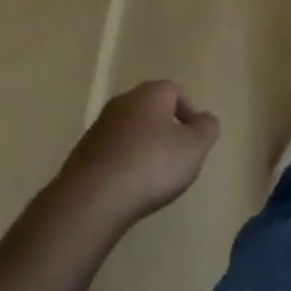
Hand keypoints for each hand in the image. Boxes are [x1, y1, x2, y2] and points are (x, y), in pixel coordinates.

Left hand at [58, 80, 219, 223]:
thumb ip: (207, 128)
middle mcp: (122, 102)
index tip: (194, 141)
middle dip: (167, 130)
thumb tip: (203, 119)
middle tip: (176, 158)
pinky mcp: (83, 153)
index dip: (190, 113)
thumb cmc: (151, 165)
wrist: (92, 199)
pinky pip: (113, 152)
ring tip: (153, 178)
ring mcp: (99, 127)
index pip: (177, 91)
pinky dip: (124, 163)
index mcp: (150, 93)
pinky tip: (129, 187)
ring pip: (131, 130)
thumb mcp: (195, 147)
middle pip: (152, 109)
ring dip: (144, 147)